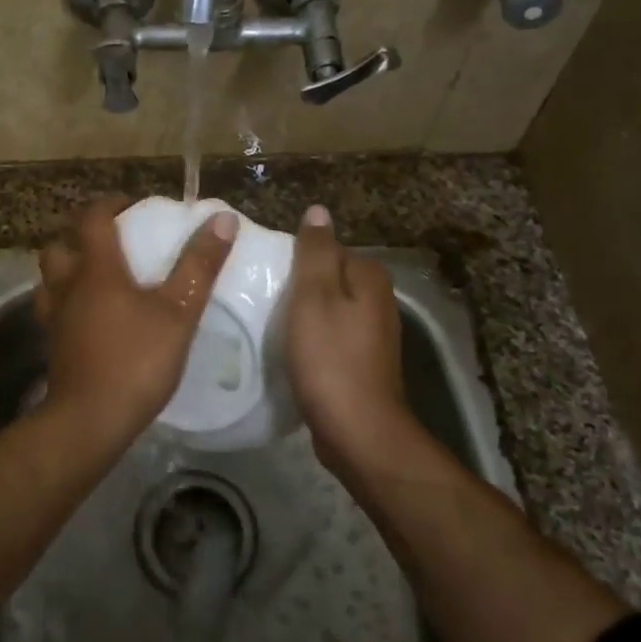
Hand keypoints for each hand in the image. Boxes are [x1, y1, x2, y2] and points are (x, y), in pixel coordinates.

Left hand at [35, 196, 237, 433]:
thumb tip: (222, 219)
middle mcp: (68, 286)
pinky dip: (65, 300)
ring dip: (66, 267)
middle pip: (59, 246)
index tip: (129, 204)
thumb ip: (199, 265)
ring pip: (49, 278)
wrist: (90, 420)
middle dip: (78, 235)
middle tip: (107, 240)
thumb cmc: (136, 360)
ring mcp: (55, 317)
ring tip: (93, 275)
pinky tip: (86, 315)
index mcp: (96, 269)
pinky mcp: (53, 345)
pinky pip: (52, 309)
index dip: (108, 204)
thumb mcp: (179, 312)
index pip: (92, 219)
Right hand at [285, 205, 419, 475]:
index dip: (295, 259)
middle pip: (328, 279)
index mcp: (369, 277)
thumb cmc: (330, 358)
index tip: (267, 275)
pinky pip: (330, 337)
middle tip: (262, 297)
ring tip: (269, 322)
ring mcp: (372, 335)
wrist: (357, 431)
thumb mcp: (314, 296)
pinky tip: (289, 350)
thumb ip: (314, 251)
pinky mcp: (361, 363)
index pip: (326, 249)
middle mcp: (378, 301)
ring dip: (302, 314)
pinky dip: (311, 339)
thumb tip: (318, 210)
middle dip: (298, 286)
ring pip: (328, 309)